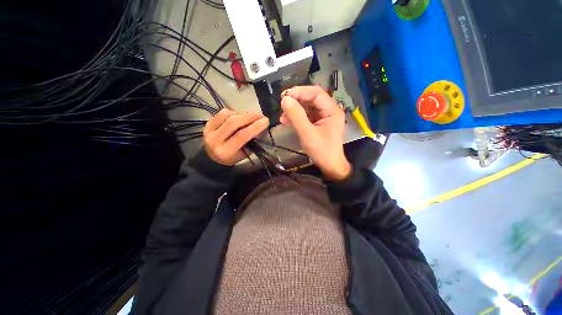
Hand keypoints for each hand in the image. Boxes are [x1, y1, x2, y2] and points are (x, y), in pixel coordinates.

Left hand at [203, 109, 269, 165]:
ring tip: (250, 117)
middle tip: (260, 115)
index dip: (255, 127)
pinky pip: (222, 113)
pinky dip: (234, 113)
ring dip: (242, 114)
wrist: (213, 157)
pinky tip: (239, 117)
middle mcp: (214, 140)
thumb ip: (250, 141)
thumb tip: (259, 126)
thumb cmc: (232, 157)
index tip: (266, 121)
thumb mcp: (244, 153)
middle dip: (250, 116)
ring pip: (228, 115)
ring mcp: (209, 130)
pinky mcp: (207, 123)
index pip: (242, 135)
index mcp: (225, 151)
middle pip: (233, 122)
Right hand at [280, 86, 351, 181]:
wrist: (330, 167)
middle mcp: (329, 111)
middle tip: (282, 105)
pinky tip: (286, 121)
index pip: (316, 93)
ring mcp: (323, 118)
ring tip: (282, 116)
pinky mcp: (318, 124)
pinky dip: (296, 118)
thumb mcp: (308, 134)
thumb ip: (297, 116)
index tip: (285, 96)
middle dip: (296, 101)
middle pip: (311, 99)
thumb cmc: (322, 151)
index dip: (300, 92)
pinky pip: (306, 117)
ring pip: (307, 108)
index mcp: (332, 110)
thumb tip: (285, 99)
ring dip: (294, 110)